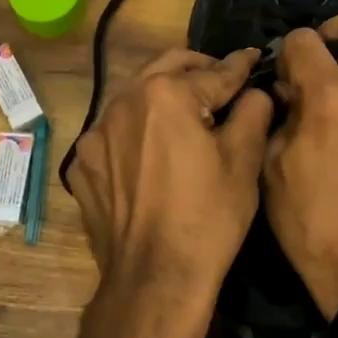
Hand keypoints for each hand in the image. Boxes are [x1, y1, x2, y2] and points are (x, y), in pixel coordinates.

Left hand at [66, 48, 271, 337]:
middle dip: (198, 68)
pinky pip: (115, 132)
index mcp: (165, 94)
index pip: (213, 72)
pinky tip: (154, 152)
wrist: (154, 280)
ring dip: (163, 96)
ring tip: (188, 114)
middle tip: (222, 79)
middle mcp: (123, 102)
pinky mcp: (84, 164)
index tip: (253, 58)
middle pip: (166, 68)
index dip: (240, 66)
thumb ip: (252, 111)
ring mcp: (96, 134)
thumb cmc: (208, 218)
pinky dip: (138, 130)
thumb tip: (254, 91)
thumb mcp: (243, 162)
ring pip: (135, 97)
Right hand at [262, 11, 337, 317]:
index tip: (278, 74)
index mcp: (330, 95)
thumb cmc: (307, 215)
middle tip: (313, 57)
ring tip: (329, 78)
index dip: (285, 52)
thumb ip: (277, 112)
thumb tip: (286, 89)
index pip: (305, 40)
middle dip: (334, 29)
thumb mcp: (271, 161)